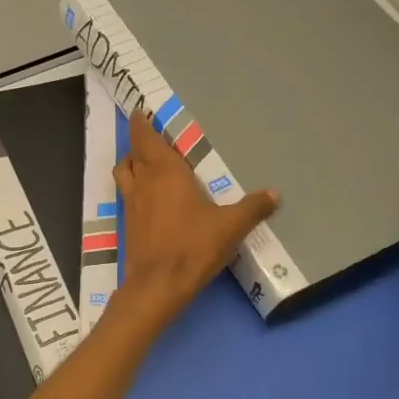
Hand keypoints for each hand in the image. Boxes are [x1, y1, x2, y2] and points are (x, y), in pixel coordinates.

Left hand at [115, 110, 277, 318]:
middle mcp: (144, 183)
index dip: (141, 125)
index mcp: (166, 173)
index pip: (147, 139)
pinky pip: (127, 195)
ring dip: (130, 163)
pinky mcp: (128, 226)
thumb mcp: (231, 227)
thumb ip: (252, 208)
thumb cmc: (193, 247)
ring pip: (124, 173)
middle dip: (138, 141)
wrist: (158, 285)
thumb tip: (274, 194)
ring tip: (144, 162)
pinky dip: (133, 187)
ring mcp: (132, 204)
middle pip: (133, 153)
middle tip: (148, 135)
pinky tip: (148, 197)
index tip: (140, 113)